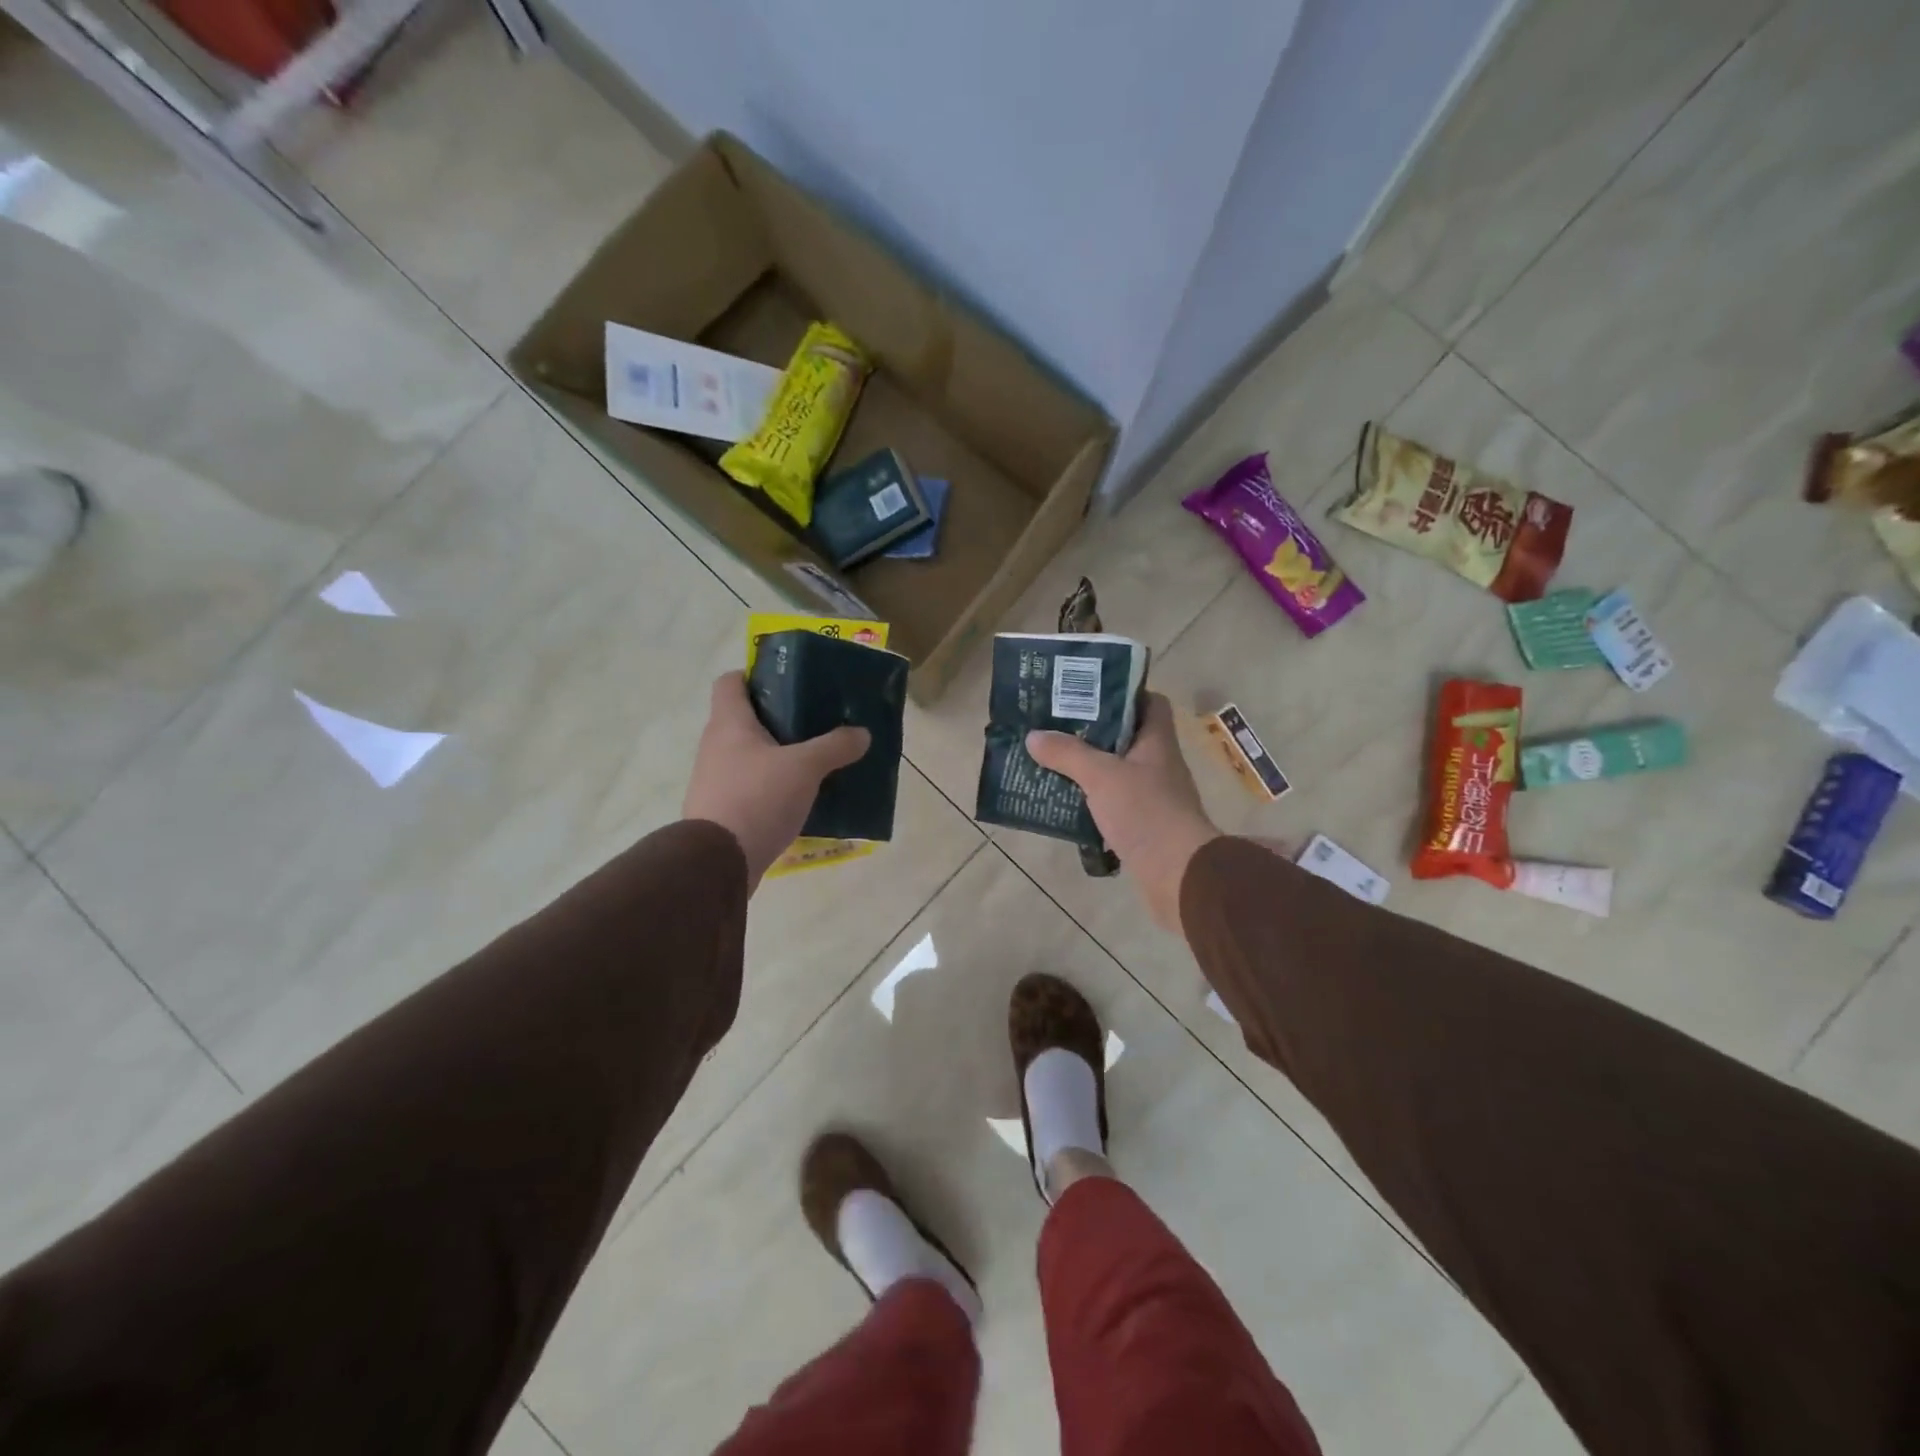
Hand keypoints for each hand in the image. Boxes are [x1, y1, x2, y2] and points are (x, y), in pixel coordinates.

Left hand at [682, 671, 869, 887]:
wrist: (718, 862)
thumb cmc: (757, 798)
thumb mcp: (805, 767)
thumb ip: (835, 746)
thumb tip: (862, 733)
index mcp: (729, 723)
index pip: (731, 681)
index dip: (756, 675)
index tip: (788, 682)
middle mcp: (715, 746)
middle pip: (745, 719)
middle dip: (779, 719)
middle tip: (815, 722)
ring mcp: (715, 780)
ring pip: (750, 756)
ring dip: (778, 756)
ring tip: (814, 762)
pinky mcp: (722, 811)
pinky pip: (751, 787)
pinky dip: (773, 787)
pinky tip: (800, 798)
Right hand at [1026, 693, 1219, 933]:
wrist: (1178, 875)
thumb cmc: (1145, 812)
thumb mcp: (1101, 776)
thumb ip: (1068, 753)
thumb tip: (1034, 736)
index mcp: (1157, 742)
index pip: (1149, 703)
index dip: (1123, 693)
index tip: (1089, 693)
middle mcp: (1158, 765)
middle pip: (1127, 738)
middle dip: (1093, 732)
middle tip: (1056, 726)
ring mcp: (1153, 797)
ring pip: (1117, 773)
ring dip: (1089, 769)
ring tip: (1052, 762)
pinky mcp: (1143, 827)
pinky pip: (1113, 805)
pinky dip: (1091, 802)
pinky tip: (1065, 803)